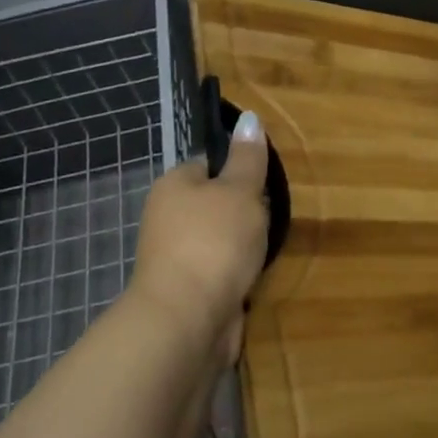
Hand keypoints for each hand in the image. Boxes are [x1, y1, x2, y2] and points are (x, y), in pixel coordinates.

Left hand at [130, 109, 269, 366]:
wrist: (187, 320)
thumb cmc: (214, 241)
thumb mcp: (240, 190)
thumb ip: (247, 158)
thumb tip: (249, 117)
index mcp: (173, 185)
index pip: (208, 165)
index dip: (238, 170)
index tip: (264, 183)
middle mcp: (167, 218)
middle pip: (216, 204)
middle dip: (245, 213)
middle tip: (270, 217)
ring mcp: (175, 258)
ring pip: (220, 240)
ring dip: (243, 247)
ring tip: (267, 248)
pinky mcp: (188, 292)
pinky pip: (220, 272)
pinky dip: (237, 274)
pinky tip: (255, 277)